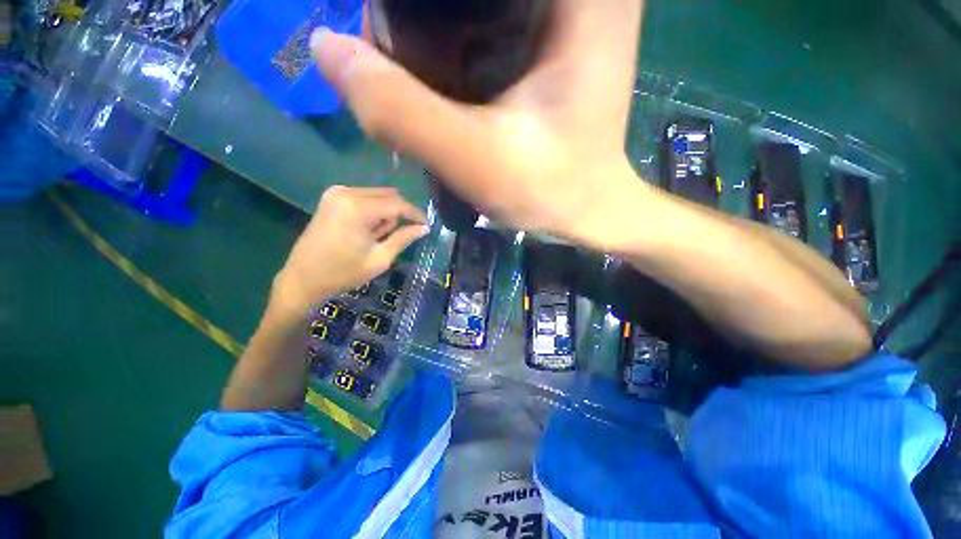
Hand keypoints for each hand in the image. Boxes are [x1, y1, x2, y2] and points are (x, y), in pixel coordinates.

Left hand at [274, 186, 427, 311]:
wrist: (302, 278)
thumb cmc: (343, 273)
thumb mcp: (380, 258)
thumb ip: (403, 238)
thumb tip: (425, 228)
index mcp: (358, 208)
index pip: (398, 204)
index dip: (416, 214)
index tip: (428, 225)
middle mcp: (347, 192)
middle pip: (389, 195)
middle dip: (400, 213)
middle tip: (398, 236)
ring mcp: (337, 192)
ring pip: (378, 195)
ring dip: (386, 212)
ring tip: (377, 236)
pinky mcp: (332, 197)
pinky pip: (365, 197)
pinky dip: (374, 211)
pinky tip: (367, 229)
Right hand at [311, 0, 645, 247]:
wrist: (586, 207)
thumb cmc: (548, 190)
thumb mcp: (476, 161)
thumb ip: (403, 112)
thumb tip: (327, 48)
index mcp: (577, 0)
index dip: (416, 8)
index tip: (395, 38)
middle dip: (423, 17)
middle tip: (400, 62)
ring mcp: (570, 13)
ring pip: (478, 4)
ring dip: (436, 27)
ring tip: (417, 71)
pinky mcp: (557, 38)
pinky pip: (493, 18)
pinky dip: (459, 37)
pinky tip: (447, 72)